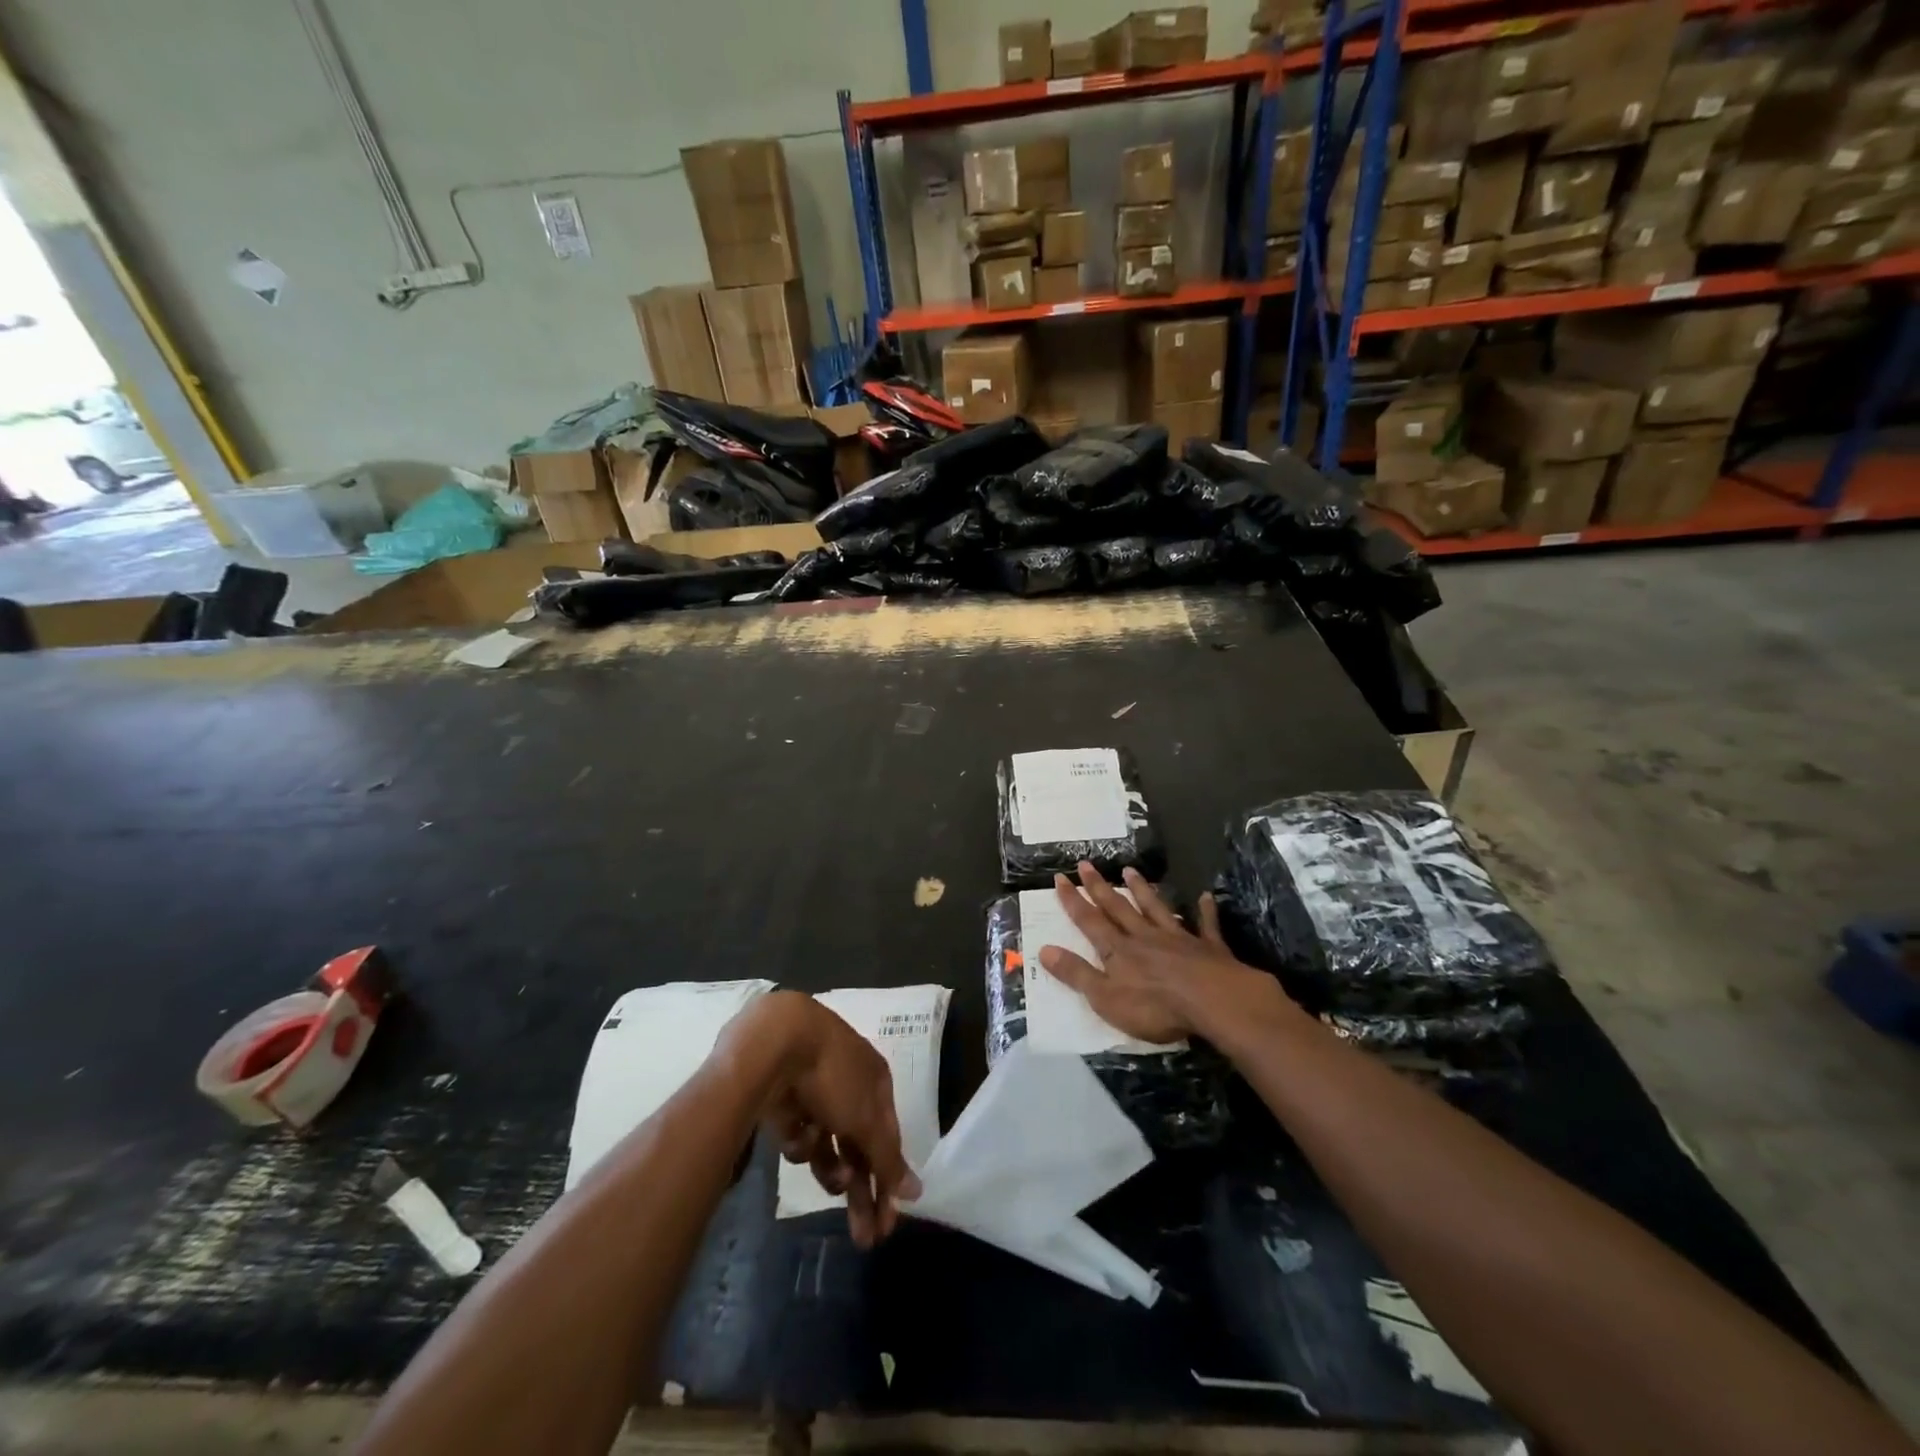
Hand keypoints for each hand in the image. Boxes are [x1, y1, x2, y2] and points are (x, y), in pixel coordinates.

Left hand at [724, 992, 920, 1247]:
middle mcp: (848, 1087)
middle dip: (861, 1191)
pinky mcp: (783, 1102)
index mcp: (876, 1081)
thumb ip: (888, 1158)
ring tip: (830, 1180)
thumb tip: (916, 1192)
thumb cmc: (832, 1075)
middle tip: (864, 1239)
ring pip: (827, 1146)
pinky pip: (798, 1134)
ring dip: (831, 1167)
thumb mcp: (866, 1119)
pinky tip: (796, 1130)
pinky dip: (800, 1140)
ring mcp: (814, 1094)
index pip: (889, 1138)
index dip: (889, 1181)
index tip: (887, 1225)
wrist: (772, 1042)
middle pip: (858, 1147)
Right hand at [1038, 862, 1273, 1044]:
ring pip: (1155, 908)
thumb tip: (1044, 950)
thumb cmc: (1155, 1006)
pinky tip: (1205, 897)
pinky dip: (1204, 911)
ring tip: (1130, 871)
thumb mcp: (1105, 997)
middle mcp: (1144, 936)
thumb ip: (1076, 973)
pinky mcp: (1208, 947)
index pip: (1089, 921)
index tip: (1060, 877)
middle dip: (1099, 887)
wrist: (1213, 1000)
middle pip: (1118, 908)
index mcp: (1118, 950)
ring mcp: (1177, 938)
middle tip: (1086, 863)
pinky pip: (1205, 925)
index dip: (1073, 901)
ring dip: (1142, 890)